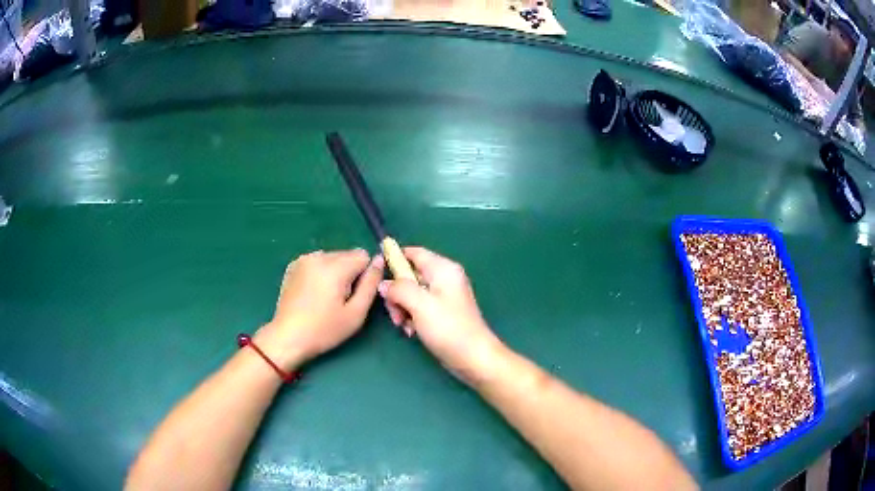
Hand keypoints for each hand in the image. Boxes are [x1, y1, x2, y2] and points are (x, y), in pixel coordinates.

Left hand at [255, 249, 383, 369]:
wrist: (287, 337)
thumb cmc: (324, 330)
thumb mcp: (356, 313)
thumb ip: (371, 284)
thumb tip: (379, 260)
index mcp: (334, 267)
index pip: (363, 255)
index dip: (364, 275)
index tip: (356, 295)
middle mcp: (318, 256)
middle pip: (347, 255)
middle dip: (349, 273)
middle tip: (340, 300)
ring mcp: (303, 259)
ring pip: (332, 257)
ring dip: (335, 272)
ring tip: (326, 297)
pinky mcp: (293, 265)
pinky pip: (317, 262)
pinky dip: (321, 273)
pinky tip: (314, 293)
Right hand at [378, 247, 504, 384]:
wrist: (473, 358)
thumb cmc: (449, 328)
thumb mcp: (420, 305)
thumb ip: (399, 289)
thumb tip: (383, 284)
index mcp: (443, 269)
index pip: (414, 253)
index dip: (394, 258)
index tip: (377, 274)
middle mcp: (444, 278)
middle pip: (409, 275)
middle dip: (397, 293)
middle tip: (395, 313)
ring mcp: (443, 297)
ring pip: (411, 294)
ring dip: (402, 308)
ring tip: (404, 325)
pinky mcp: (441, 313)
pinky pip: (419, 308)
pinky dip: (412, 317)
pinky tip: (412, 331)